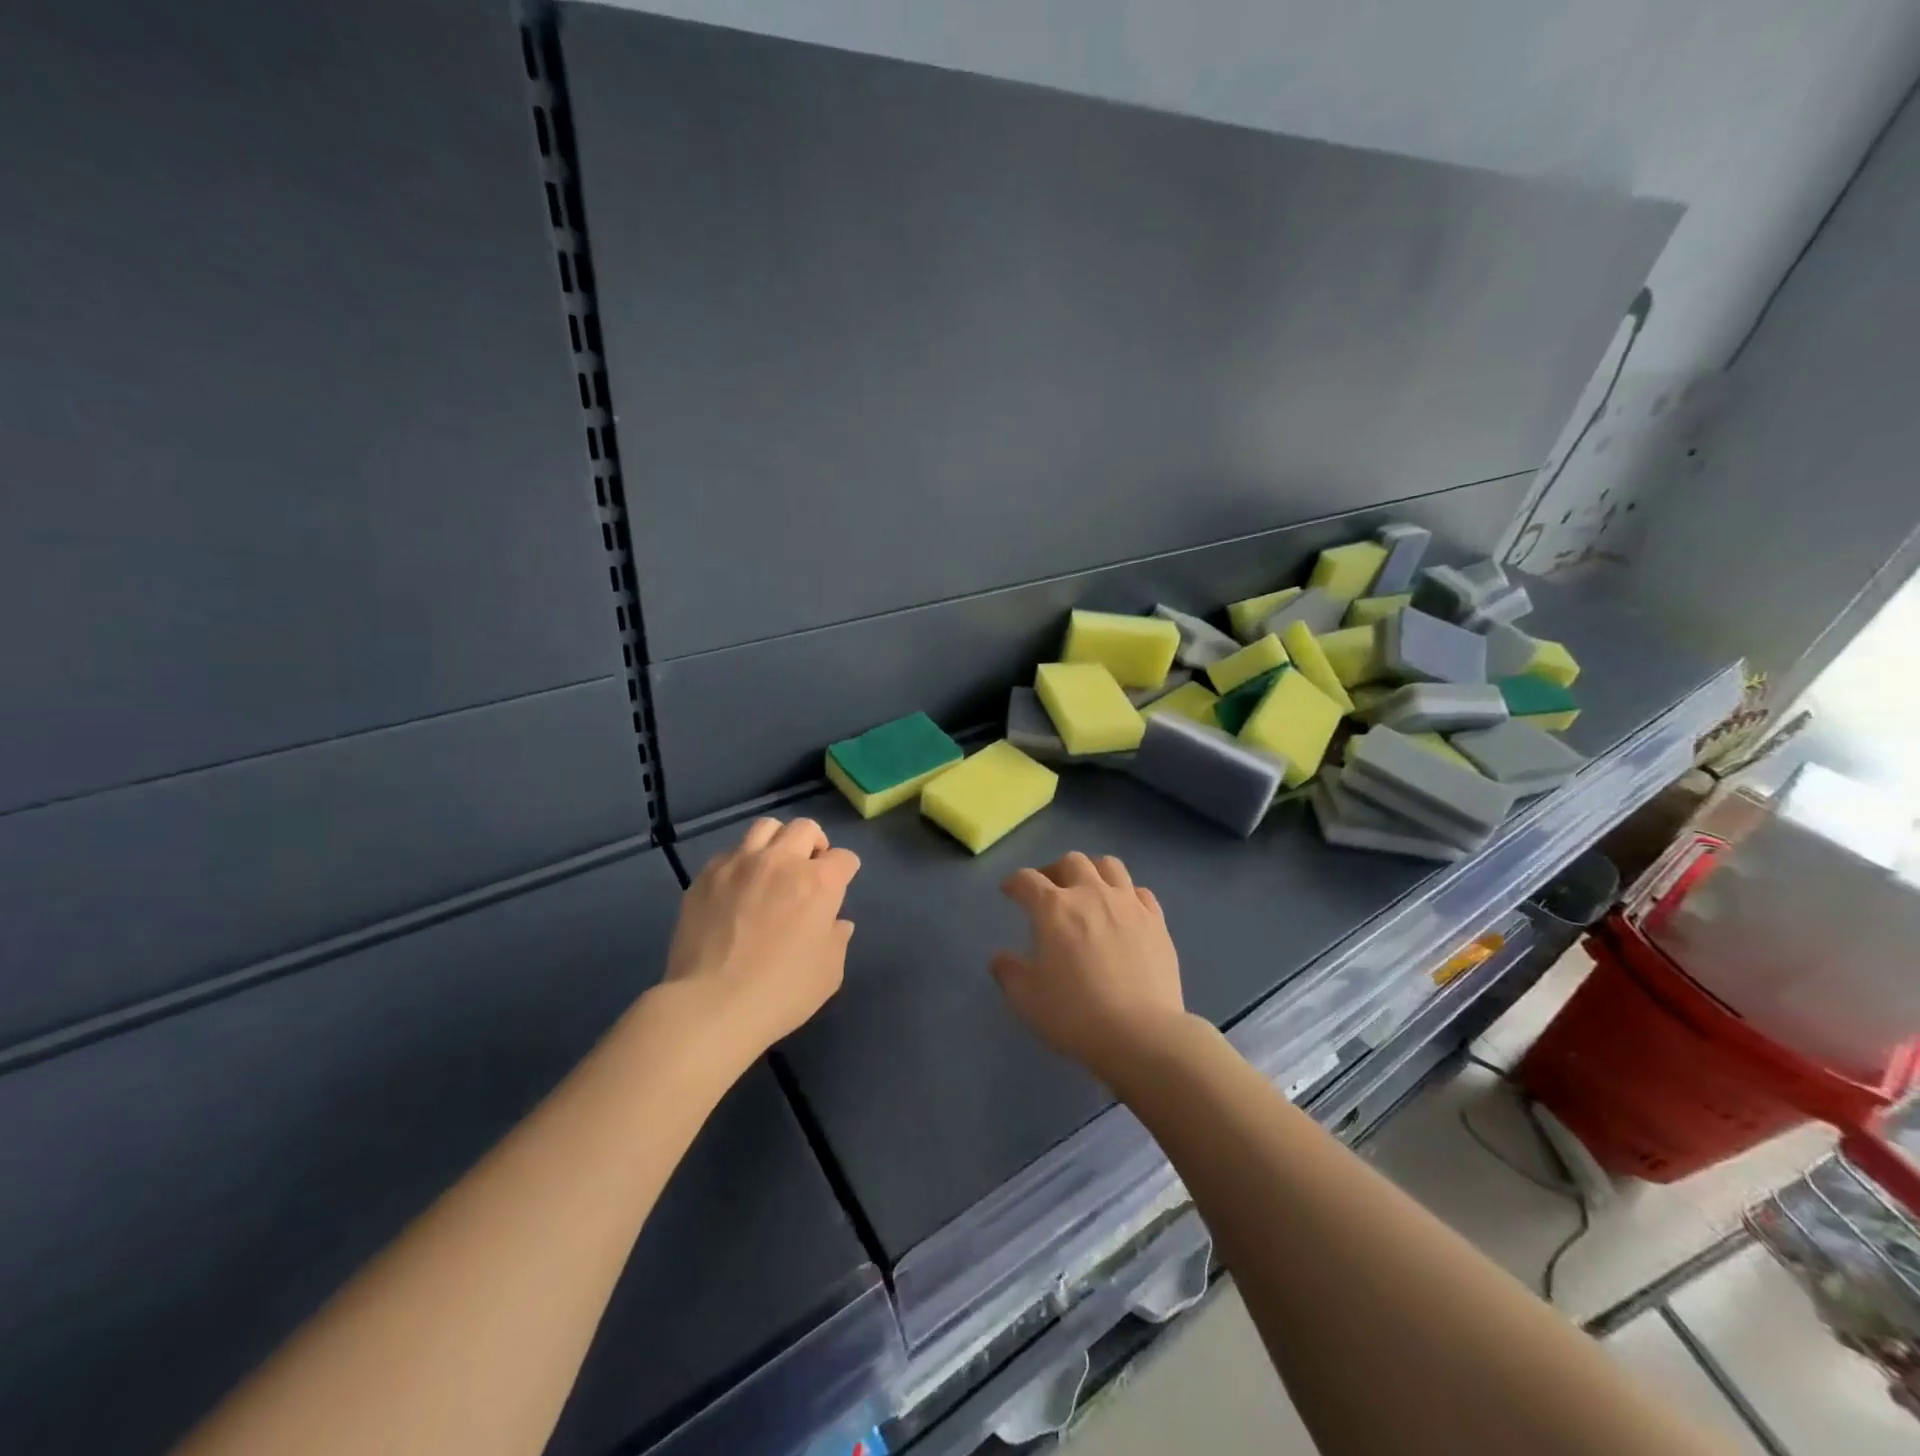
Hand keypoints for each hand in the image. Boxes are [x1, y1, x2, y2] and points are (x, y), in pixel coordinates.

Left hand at [664, 817, 858, 1059]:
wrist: (710, 1005)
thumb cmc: (781, 992)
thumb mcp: (828, 972)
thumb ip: (837, 939)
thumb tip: (836, 922)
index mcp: (818, 882)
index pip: (844, 858)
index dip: (845, 872)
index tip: (838, 889)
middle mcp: (781, 861)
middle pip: (805, 828)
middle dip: (815, 844)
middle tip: (809, 869)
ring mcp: (739, 864)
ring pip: (765, 827)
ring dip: (777, 842)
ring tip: (773, 867)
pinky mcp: (706, 876)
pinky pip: (730, 852)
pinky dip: (741, 863)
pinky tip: (737, 889)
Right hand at [990, 852, 1185, 1083]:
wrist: (1141, 1034)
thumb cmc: (1075, 1015)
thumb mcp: (1026, 1000)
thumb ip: (1009, 973)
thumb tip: (1000, 957)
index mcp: (1053, 909)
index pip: (1027, 880)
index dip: (1014, 882)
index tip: (1010, 891)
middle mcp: (1091, 894)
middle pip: (1071, 862)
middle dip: (1055, 871)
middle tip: (1050, 891)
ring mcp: (1128, 904)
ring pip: (1109, 865)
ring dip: (1093, 871)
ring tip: (1089, 890)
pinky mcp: (1156, 920)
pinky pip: (1140, 891)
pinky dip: (1127, 894)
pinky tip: (1123, 911)